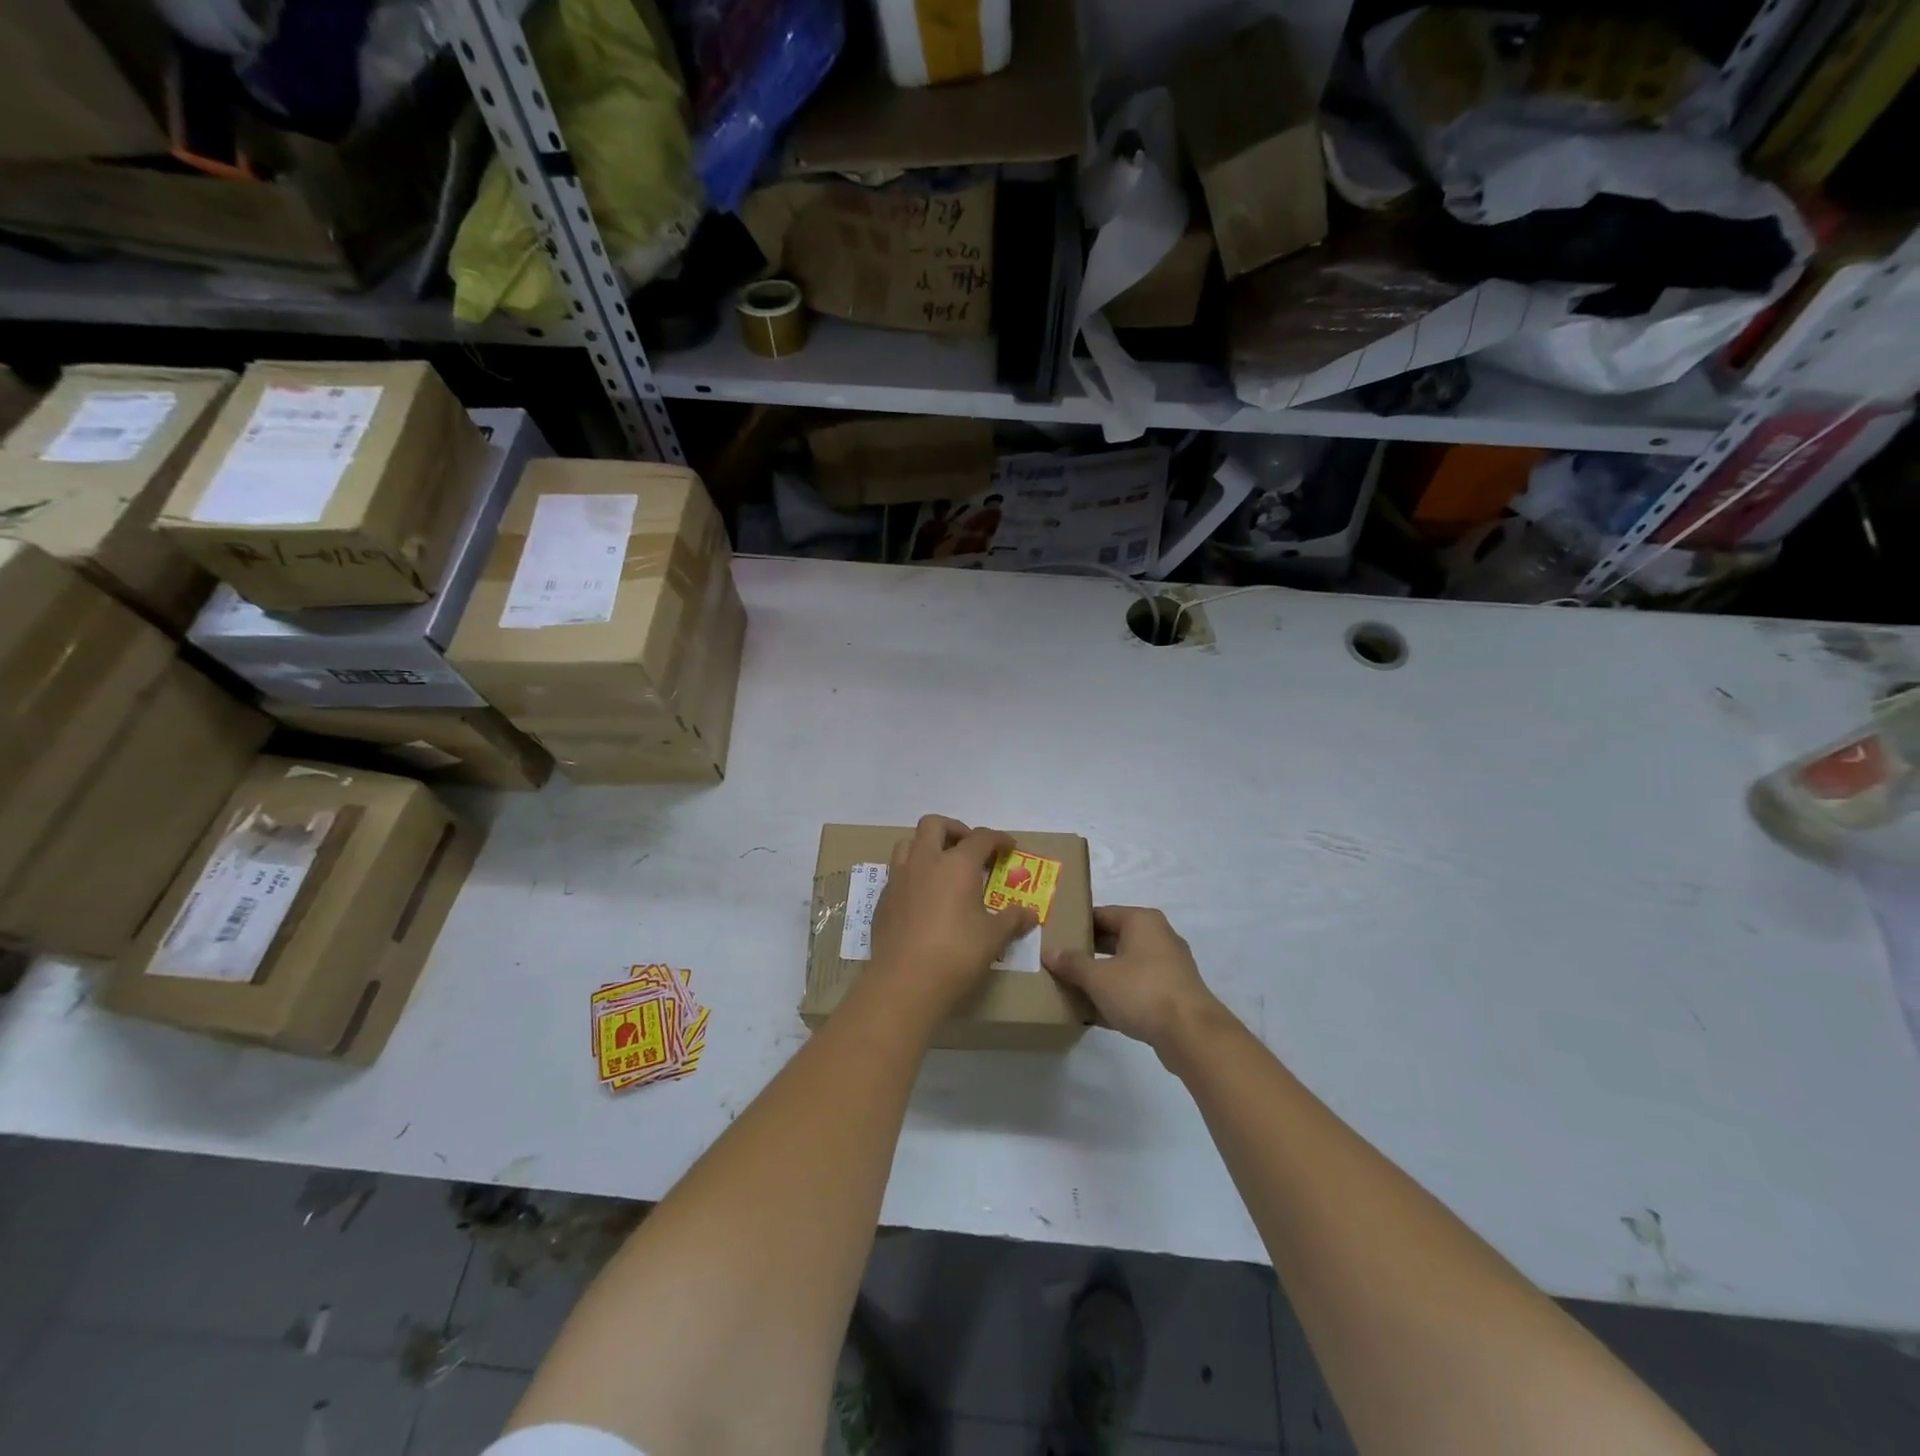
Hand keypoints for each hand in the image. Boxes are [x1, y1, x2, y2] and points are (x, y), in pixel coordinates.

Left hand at [866, 815, 1036, 1022]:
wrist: (905, 982)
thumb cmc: (956, 954)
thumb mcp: (993, 938)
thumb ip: (1012, 920)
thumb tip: (1030, 914)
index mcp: (956, 864)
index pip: (980, 837)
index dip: (998, 839)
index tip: (1009, 847)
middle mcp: (924, 862)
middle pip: (934, 824)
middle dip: (954, 829)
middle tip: (969, 848)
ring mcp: (899, 879)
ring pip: (908, 843)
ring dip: (926, 846)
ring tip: (941, 867)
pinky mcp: (883, 899)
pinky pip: (897, 873)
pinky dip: (912, 874)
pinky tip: (922, 897)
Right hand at [1044, 906, 1231, 1066]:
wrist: (1191, 1034)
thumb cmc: (1142, 991)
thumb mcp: (1098, 977)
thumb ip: (1072, 963)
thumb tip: (1049, 951)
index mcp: (1141, 921)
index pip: (1101, 914)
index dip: (1076, 925)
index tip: (1055, 937)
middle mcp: (1158, 937)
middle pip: (1114, 939)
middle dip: (1087, 952)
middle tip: (1059, 963)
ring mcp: (1169, 966)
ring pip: (1125, 965)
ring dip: (1102, 976)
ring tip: (1073, 987)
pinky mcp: (1173, 994)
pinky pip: (1137, 988)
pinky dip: (1118, 995)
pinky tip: (1095, 1013)